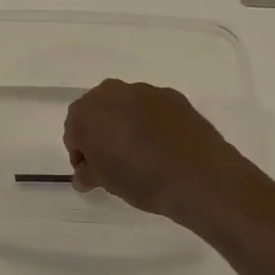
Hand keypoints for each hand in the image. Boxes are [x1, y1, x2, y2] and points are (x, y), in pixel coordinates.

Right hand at [62, 79, 243, 222]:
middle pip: (96, 111)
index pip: (73, 131)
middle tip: (112, 160)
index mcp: (87, 114)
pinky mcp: (172, 96)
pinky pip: (150, 107)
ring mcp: (144, 91)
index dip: (80, 153)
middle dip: (100, 132)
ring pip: (124, 105)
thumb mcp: (106, 183)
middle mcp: (112, 94)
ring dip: (124, 123)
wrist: (201, 178)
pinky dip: (150, 121)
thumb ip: (88, 173)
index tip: (92, 171)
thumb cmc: (142, 180)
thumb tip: (84, 174)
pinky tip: (162, 145)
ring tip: (140, 152)